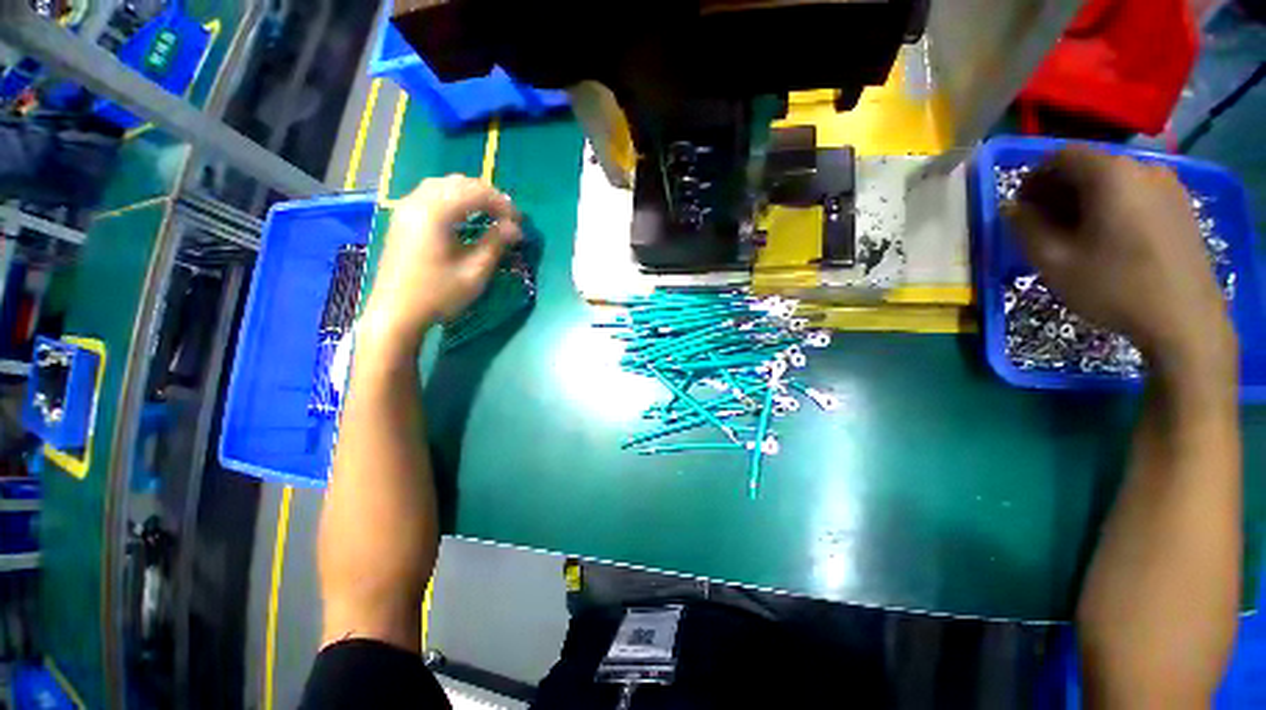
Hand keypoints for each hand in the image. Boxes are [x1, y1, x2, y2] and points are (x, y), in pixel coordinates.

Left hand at [362, 175, 521, 347]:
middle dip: (487, 195)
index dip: (502, 204)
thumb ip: (495, 244)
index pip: (475, 193)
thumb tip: (515, 228)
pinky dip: (453, 198)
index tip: (519, 223)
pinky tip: (464, 216)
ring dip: (470, 194)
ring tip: (490, 214)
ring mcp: (406, 208)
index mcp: (436, 213)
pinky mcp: (403, 218)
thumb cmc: (438, 294)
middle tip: (507, 217)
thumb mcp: (474, 272)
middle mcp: (418, 202)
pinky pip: (431, 194)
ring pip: (443, 185)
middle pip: (458, 182)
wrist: (396, 312)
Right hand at [1004, 146, 1235, 382]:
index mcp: (1110, 174)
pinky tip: (1108, 238)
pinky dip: (1113, 205)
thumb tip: (1010, 208)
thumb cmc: (1114, 287)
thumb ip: (1025, 228)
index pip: (1061, 156)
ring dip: (1086, 199)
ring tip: (1075, 234)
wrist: (1184, 320)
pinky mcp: (1180, 206)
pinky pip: (1136, 192)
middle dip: (1059, 189)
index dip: (1033, 178)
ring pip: (1113, 180)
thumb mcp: (1054, 261)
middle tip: (1043, 224)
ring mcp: (1168, 186)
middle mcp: (1142, 167)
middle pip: (1089, 165)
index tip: (1022, 208)